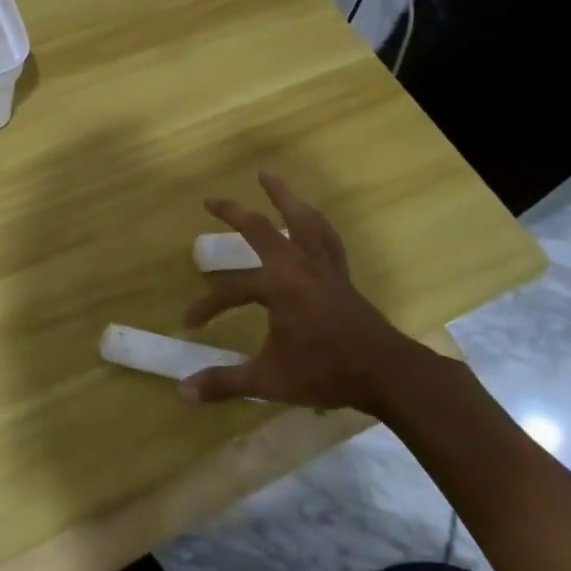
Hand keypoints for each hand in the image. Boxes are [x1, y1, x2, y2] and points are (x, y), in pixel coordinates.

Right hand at [179, 173, 424, 414]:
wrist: (387, 373)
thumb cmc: (325, 372)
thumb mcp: (269, 380)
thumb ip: (225, 383)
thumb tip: (183, 393)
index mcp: (277, 285)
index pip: (229, 290)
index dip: (205, 306)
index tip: (189, 323)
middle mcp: (298, 265)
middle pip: (261, 229)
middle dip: (232, 213)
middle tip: (211, 200)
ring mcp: (323, 266)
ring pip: (302, 220)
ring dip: (283, 196)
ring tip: (269, 177)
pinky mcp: (341, 275)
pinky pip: (327, 237)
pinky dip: (314, 222)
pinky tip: (310, 218)